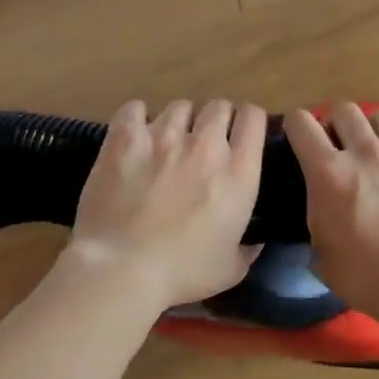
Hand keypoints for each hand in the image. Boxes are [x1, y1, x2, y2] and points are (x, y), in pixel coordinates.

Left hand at [64, 98, 266, 313]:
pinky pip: (136, 108)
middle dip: (216, 120)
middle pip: (218, 106)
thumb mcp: (230, 270)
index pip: (254, 118)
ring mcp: (164, 136)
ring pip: (180, 106)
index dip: (250, 121)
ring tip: (168, 141)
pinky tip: (135, 135)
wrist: (122, 267)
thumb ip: (248, 250)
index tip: (242, 134)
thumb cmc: (182, 272)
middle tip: (204, 143)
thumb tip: (256, 241)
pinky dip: (137, 118)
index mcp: (239, 172)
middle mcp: (206, 144)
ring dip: (179, 121)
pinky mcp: (126, 137)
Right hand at [283, 103, 378, 325]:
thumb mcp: (322, 255)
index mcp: (329, 174)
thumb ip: (315, 216)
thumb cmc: (370, 280)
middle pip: (343, 110)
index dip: (296, 127)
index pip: (301, 122)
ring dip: (375, 129)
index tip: (301, 139)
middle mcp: (365, 152)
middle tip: (343, 147)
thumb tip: (319, 204)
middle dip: (337, 125)